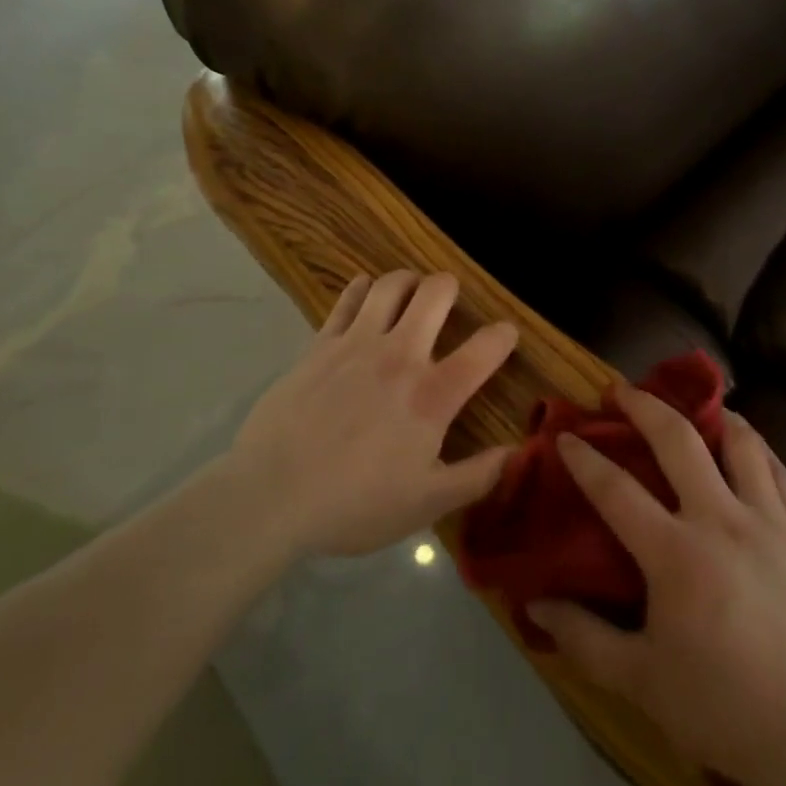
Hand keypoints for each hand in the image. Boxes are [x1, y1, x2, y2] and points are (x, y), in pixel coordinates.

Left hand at [226, 271, 516, 559]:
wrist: (271, 497)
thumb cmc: (354, 505)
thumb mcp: (425, 505)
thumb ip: (476, 478)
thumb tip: (515, 453)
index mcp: (433, 395)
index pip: (485, 349)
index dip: (503, 335)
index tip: (506, 334)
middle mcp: (401, 355)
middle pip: (436, 293)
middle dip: (450, 288)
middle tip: (449, 301)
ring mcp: (357, 343)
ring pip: (392, 285)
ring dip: (409, 281)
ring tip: (411, 292)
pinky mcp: (321, 344)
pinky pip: (348, 299)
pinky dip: (362, 288)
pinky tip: (366, 292)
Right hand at [528, 385, 785, 785]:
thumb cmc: (721, 708)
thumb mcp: (641, 682)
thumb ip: (583, 638)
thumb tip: (533, 603)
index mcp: (676, 555)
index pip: (616, 490)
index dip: (585, 459)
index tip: (565, 437)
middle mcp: (722, 520)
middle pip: (678, 440)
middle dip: (643, 405)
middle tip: (621, 390)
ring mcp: (770, 520)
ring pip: (739, 441)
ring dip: (710, 416)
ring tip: (694, 407)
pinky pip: (778, 470)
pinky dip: (756, 448)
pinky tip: (745, 446)